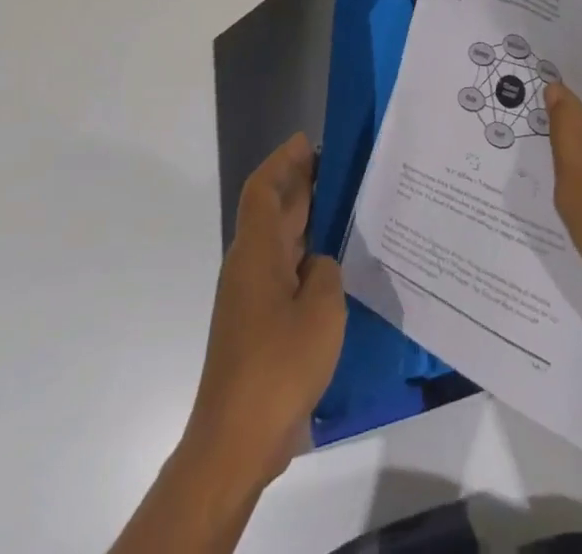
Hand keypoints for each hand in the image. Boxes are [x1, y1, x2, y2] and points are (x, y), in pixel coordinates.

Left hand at [184, 132, 345, 489]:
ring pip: (278, 240)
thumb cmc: (279, 365)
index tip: (309, 141)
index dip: (283, 160)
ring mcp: (251, 298)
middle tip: (339, 164)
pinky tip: (336, 263)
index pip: (263, 190)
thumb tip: (318, 264)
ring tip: (345, 203)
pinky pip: (284, 270)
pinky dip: (306, 253)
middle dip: (300, 183)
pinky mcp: (258, 324)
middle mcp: (249, 267)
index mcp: (257, 253)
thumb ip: (325, 271)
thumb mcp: (321, 308)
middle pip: (272, 211)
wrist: (236, 441)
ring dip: (305, 217)